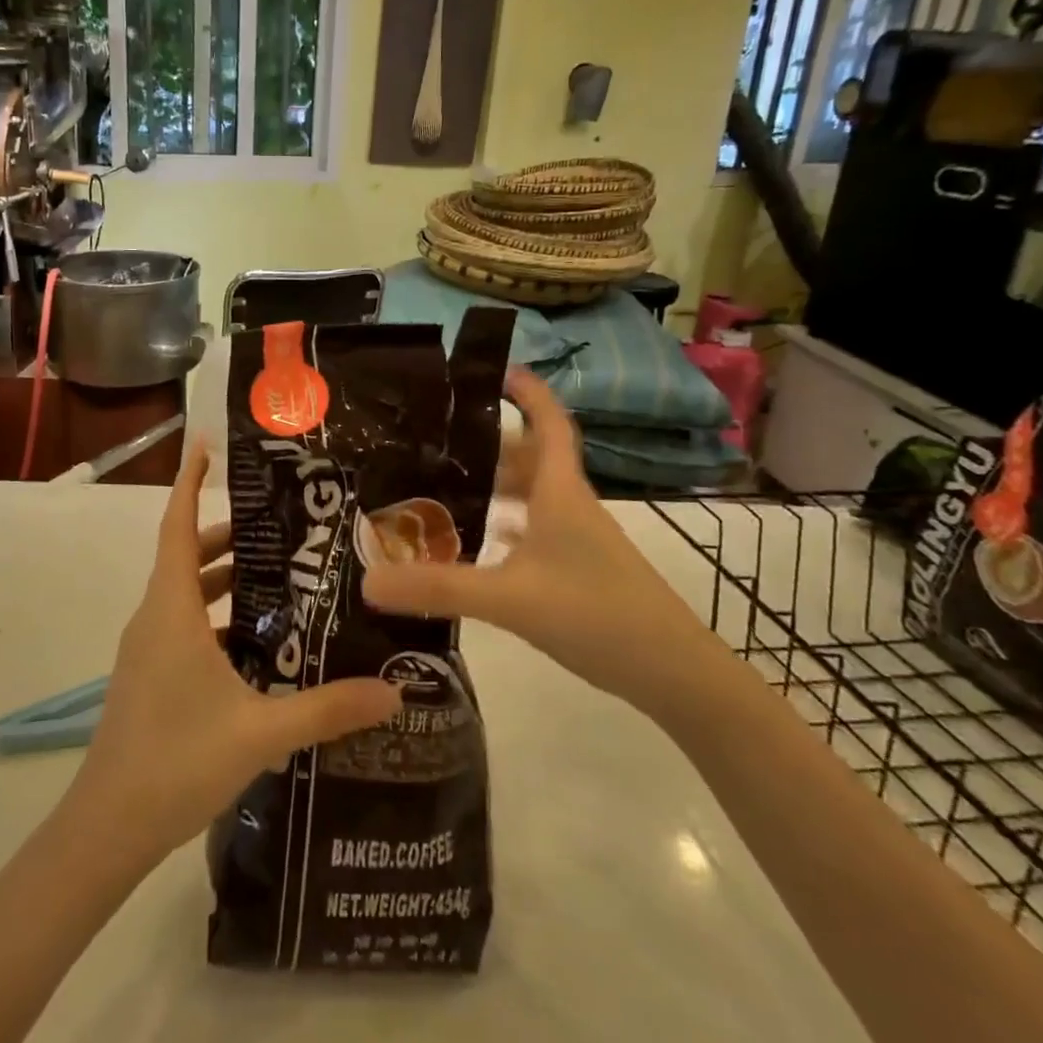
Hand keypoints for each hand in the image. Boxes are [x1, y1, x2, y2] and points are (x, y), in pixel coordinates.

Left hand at [69, 443, 402, 865]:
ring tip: (278, 578)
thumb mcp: (261, 731)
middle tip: (282, 527)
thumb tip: (394, 692)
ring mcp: (147, 649)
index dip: (189, 483)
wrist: (106, 829)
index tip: (207, 446)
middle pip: (187, 555)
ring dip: (222, 578)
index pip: (178, 526)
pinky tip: (256, 644)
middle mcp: (155, 618)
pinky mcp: (148, 676)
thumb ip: (328, 709)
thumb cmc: (176, 760)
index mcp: (171, 609)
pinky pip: (182, 625)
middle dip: (228, 535)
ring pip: (185, 592)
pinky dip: (214, 617)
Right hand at [363, 368, 719, 712]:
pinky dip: (507, 527)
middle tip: (438, 440)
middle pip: (531, 458)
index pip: (548, 422)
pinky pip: (536, 532)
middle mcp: (570, 506)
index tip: (496, 368)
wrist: (674, 673)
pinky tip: (480, 544)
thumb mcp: (510, 599)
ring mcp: (579, 540)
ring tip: (446, 486)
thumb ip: (439, 588)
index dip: (528, 391)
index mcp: (560, 492)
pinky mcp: (580, 570)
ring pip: (533, 496)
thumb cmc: (597, 614)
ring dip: (496, 486)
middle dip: (490, 443)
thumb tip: (367, 581)